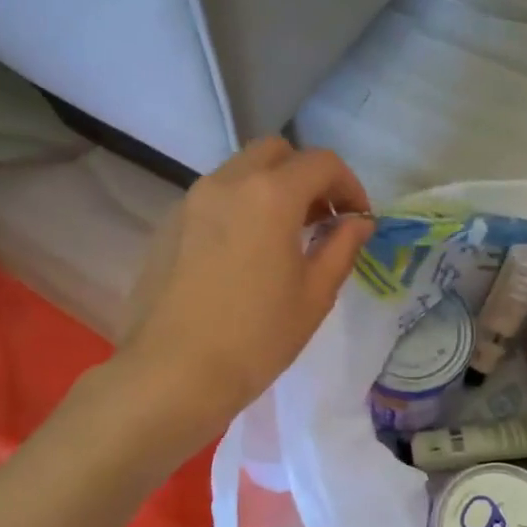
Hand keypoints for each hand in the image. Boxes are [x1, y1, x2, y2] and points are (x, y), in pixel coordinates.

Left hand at [118, 139, 373, 436]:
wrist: (173, 374)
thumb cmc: (256, 338)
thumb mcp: (314, 296)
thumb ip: (341, 248)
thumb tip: (359, 222)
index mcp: (270, 196)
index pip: (321, 163)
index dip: (350, 186)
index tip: (357, 220)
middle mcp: (227, 183)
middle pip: (275, 153)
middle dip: (307, 176)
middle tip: (322, 220)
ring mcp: (191, 202)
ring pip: (240, 172)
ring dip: (271, 190)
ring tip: (286, 239)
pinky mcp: (168, 226)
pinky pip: (214, 198)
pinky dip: (240, 208)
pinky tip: (246, 255)